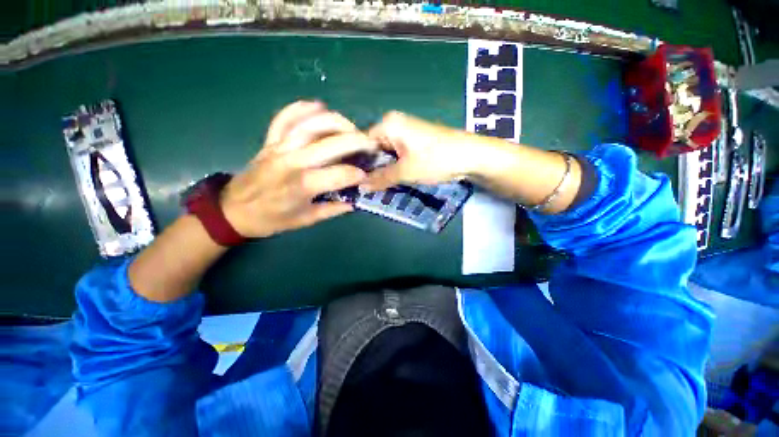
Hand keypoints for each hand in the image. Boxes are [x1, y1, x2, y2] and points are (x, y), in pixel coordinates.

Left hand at [221, 101, 376, 237]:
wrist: (233, 210)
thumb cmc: (271, 219)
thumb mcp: (305, 220)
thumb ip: (332, 210)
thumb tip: (353, 202)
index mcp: (303, 185)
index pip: (340, 174)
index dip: (357, 175)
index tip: (366, 176)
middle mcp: (292, 161)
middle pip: (329, 143)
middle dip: (355, 141)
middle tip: (370, 143)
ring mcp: (279, 147)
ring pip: (310, 125)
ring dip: (335, 122)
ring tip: (352, 127)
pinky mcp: (269, 141)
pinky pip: (284, 118)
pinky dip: (301, 108)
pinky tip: (318, 105)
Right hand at [361, 111, 475, 191]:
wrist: (471, 156)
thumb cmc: (436, 160)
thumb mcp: (405, 172)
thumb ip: (381, 178)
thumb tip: (359, 187)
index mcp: (388, 124)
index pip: (361, 142)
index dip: (356, 162)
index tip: (351, 179)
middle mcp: (394, 124)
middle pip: (373, 148)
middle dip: (369, 167)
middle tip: (361, 187)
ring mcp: (405, 133)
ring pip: (385, 153)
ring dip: (381, 169)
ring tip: (371, 186)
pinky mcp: (413, 142)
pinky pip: (396, 155)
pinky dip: (392, 167)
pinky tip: (387, 180)